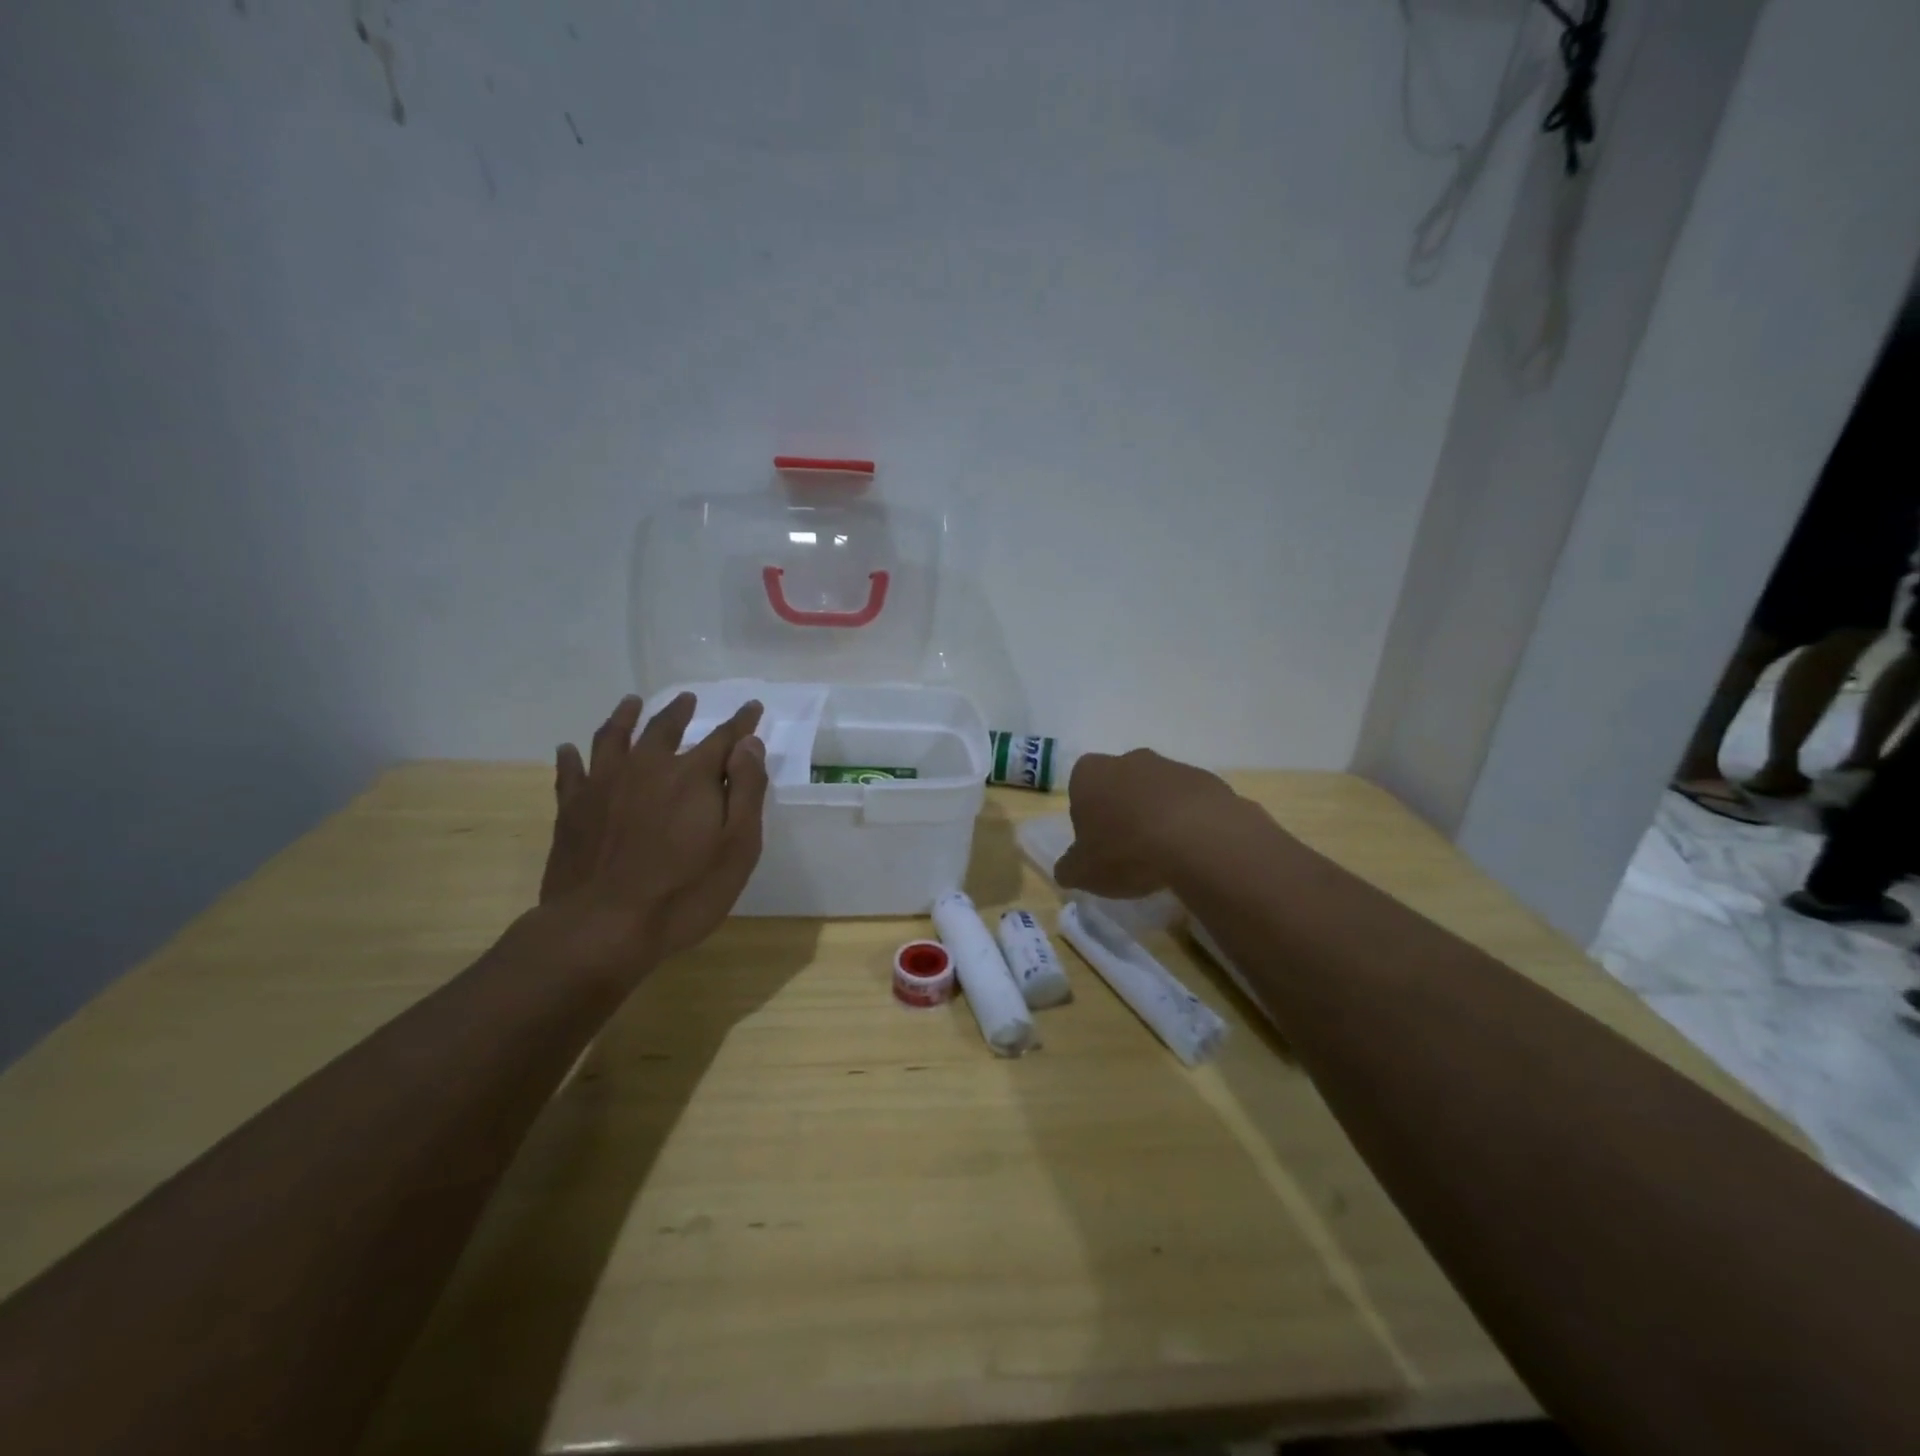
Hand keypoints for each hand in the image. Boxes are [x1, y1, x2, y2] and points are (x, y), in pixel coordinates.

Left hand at [539, 692, 768, 969]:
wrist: (602, 928)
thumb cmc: (684, 892)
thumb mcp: (737, 846)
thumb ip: (745, 790)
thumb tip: (748, 744)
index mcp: (692, 776)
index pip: (724, 739)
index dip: (741, 723)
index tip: (752, 707)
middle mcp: (647, 768)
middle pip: (664, 728)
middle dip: (680, 712)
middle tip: (688, 699)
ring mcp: (603, 786)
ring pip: (614, 737)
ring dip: (625, 717)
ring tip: (631, 703)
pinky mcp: (572, 809)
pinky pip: (570, 772)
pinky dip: (571, 757)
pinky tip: (569, 749)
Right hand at [1054, 749, 1244, 898]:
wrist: (1199, 840)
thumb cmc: (1126, 851)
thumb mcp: (1084, 872)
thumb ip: (1070, 868)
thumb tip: (1067, 869)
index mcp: (1090, 774)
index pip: (1079, 788)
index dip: (1086, 816)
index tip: (1096, 844)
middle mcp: (1128, 760)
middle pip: (1119, 785)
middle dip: (1122, 811)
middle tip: (1128, 849)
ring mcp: (1171, 766)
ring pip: (1156, 791)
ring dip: (1157, 815)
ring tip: (1164, 855)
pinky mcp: (1206, 780)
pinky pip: (1190, 802)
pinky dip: (1188, 821)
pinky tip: (1192, 850)